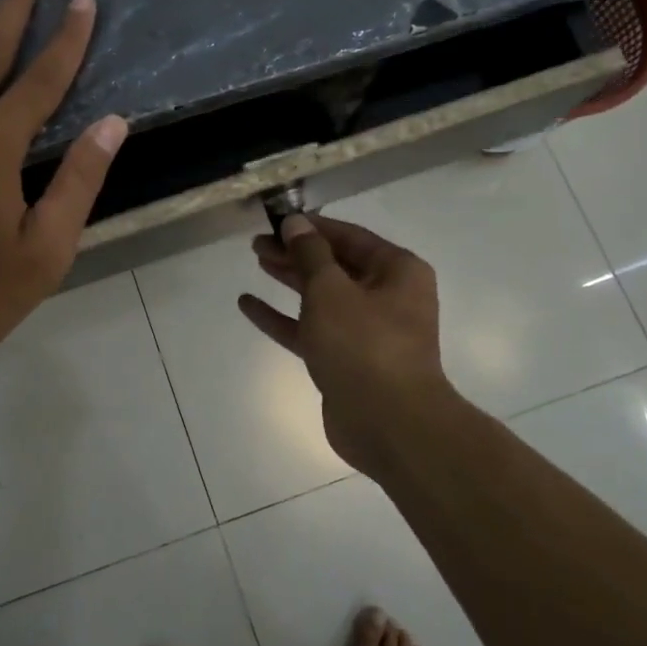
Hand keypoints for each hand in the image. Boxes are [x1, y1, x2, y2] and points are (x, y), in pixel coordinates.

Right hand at [239, 214, 453, 474]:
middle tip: (258, 243)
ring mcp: (366, 331)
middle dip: (297, 252)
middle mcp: (387, 296)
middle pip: (335, 265)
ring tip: (257, 261)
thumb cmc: (364, 344)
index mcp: (397, 271)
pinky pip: (311, 329)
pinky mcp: (345, 360)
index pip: (349, 236)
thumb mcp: (330, 290)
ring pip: (322, 296)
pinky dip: (283, 317)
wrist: (388, 424)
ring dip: (290, 279)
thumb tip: (295, 223)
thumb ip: (309, 254)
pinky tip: (249, 304)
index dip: (312, 227)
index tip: (277, 220)